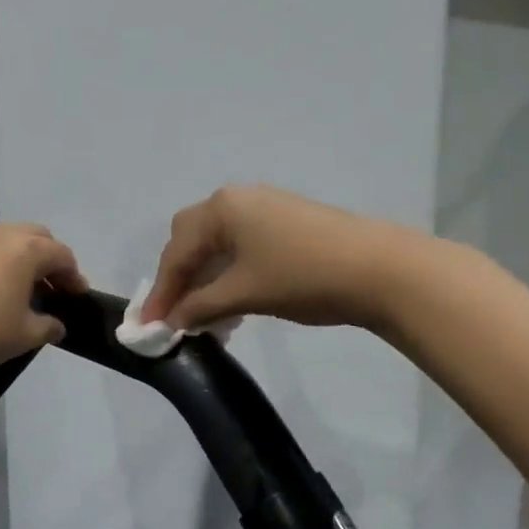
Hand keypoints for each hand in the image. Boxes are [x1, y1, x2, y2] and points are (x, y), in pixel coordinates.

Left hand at [0, 223, 88, 399]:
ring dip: (17, 258)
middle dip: (47, 259)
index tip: (78, 297)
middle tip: (51, 288)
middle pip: (34, 237)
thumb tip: (56, 324)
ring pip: (2, 239)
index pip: (61, 254)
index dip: (74, 276)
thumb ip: (47, 326)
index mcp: (24, 249)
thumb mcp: (23, 337)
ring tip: (18, 289)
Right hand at [140, 185, 405, 331]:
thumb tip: (172, 321)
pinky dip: (229, 274)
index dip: (161, 293)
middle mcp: (237, 200)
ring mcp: (264, 209)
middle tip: (175, 315)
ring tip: (205, 319)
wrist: (380, 269)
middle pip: (191, 240)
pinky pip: (241, 247)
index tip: (148, 328)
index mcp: (221, 208)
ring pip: (218, 245)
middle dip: (180, 279)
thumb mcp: (243, 294)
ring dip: (205, 280)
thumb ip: (200, 306)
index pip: (176, 253)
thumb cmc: (302, 277)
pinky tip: (233, 303)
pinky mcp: (286, 223)